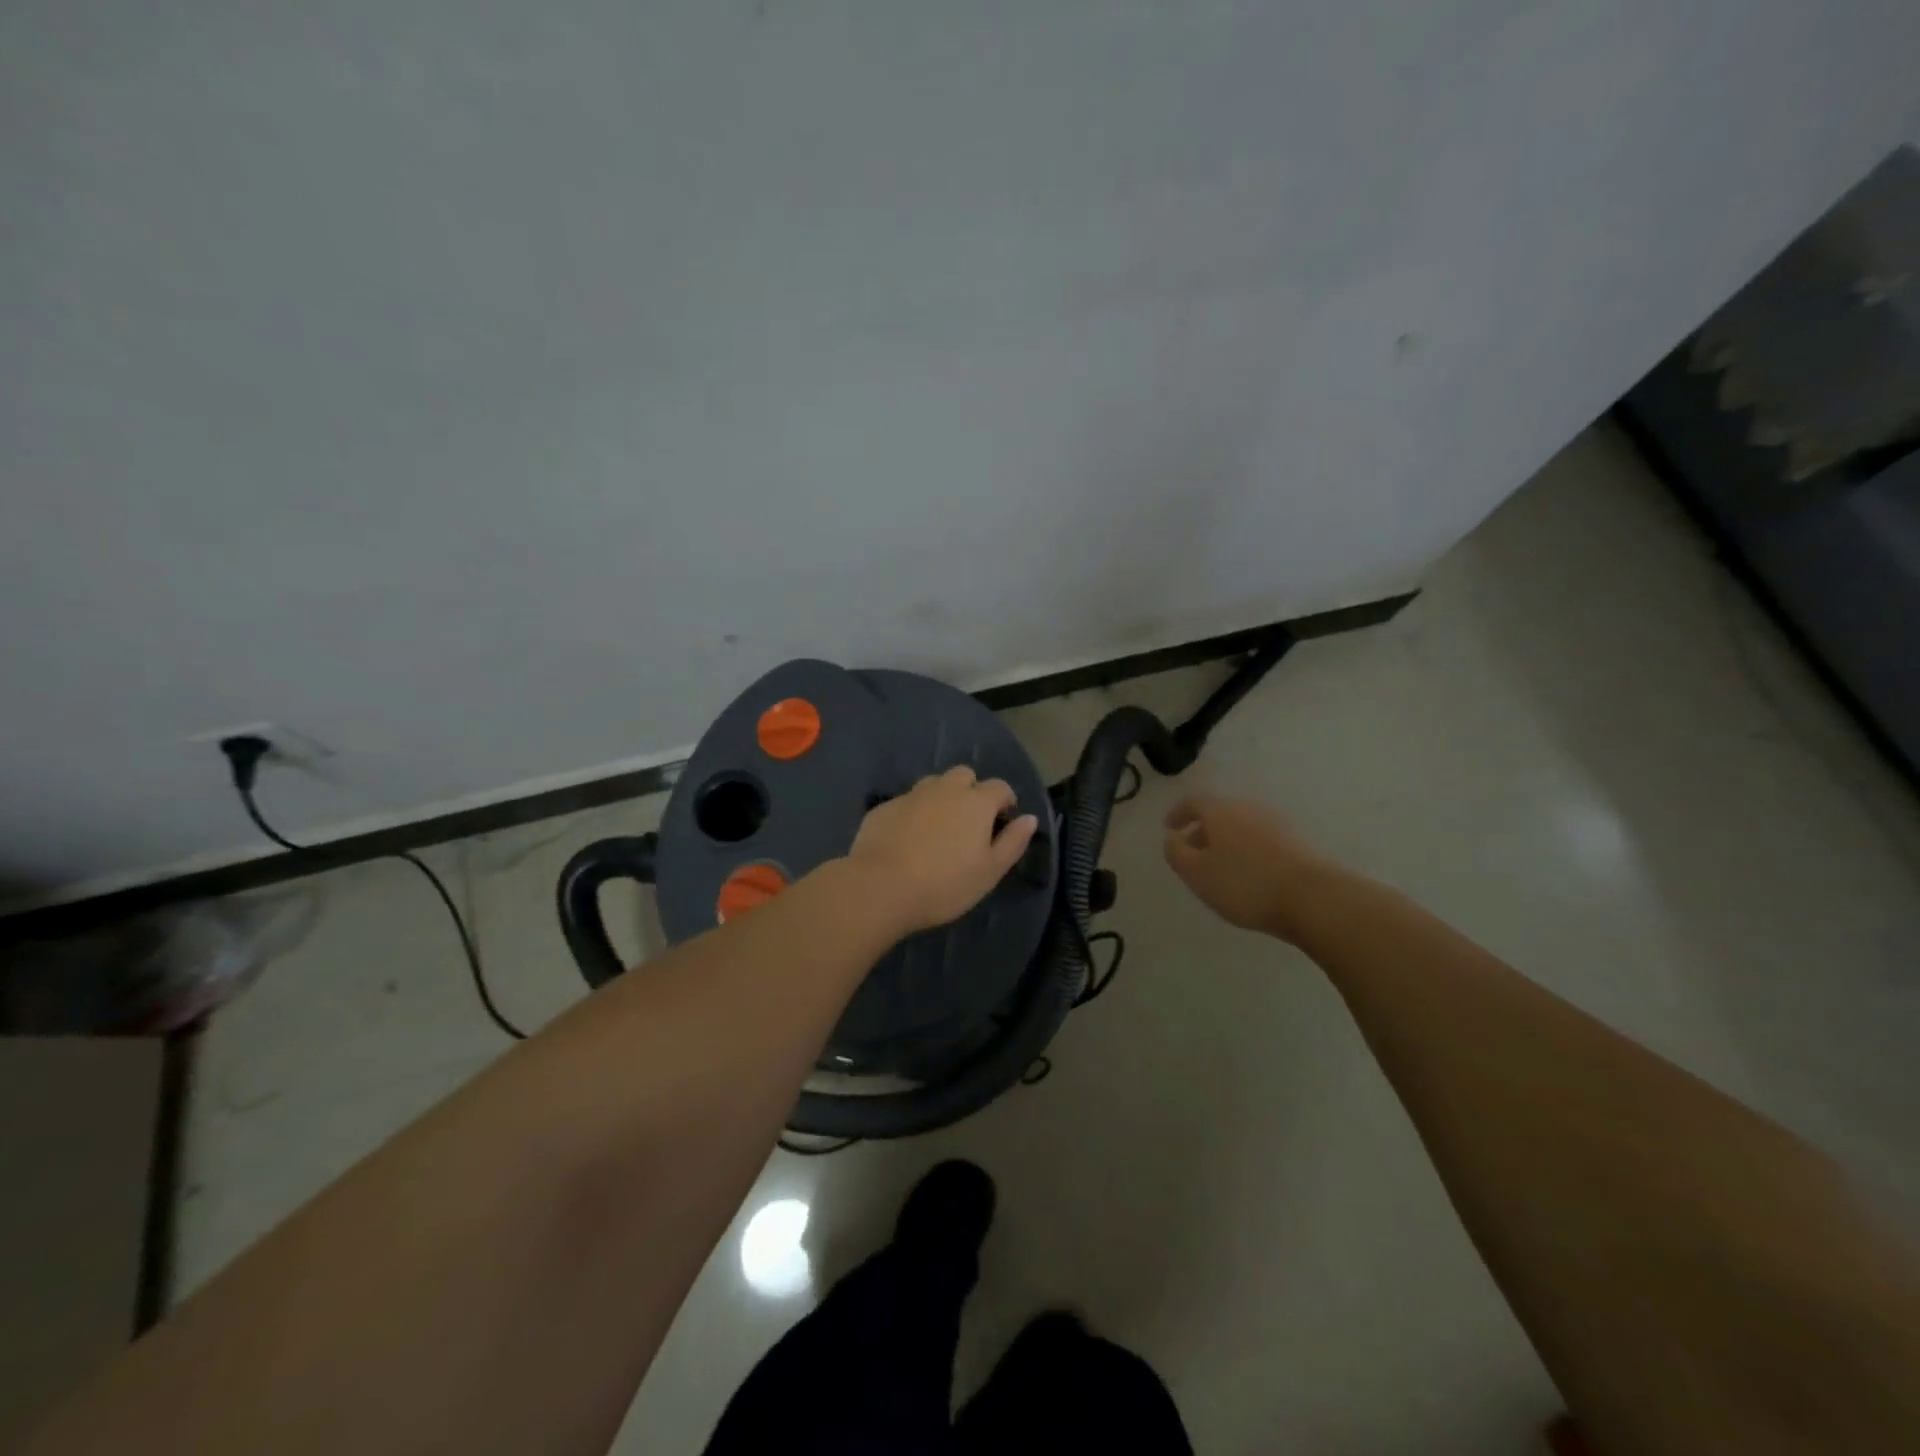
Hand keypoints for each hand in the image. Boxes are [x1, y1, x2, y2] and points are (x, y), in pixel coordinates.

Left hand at [847, 766, 1038, 936]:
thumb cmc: (944, 884)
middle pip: (964, 775)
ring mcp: (911, 795)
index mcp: (975, 802)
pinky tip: (908, 840)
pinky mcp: (884, 808)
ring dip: (941, 798)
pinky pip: (906, 802)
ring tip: (939, 829)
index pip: (999, 787)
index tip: (1003, 821)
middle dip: (971, 791)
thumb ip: (1013, 842)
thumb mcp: (990, 871)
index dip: (1005, 801)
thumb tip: (1029, 818)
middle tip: (969, 823)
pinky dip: (914, 813)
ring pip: (933, 784)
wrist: (880, 887)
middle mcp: (944, 789)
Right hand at [1163, 792, 1334, 941]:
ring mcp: (1278, 824)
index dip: (1179, 812)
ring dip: (1227, 842)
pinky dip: (1249, 851)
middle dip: (1203, 830)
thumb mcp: (1197, 873)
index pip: (1194, 801)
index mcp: (1221, 811)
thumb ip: (1176, 853)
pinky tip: (1249, 875)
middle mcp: (1249, 809)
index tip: (1169, 827)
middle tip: (1192, 853)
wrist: (1313, 897)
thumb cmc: (1245, 883)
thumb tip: (1172, 839)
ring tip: (1220, 868)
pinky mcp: (1298, 843)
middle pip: (1220, 813)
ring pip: (1242, 827)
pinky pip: (1262, 840)